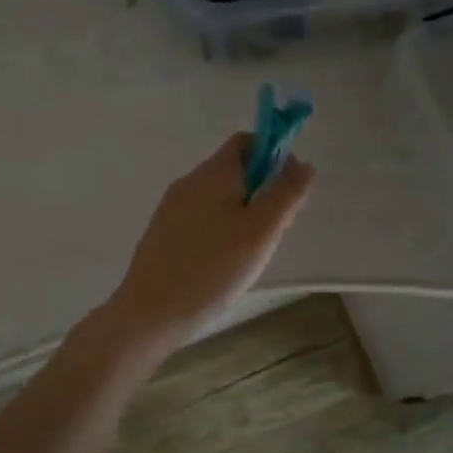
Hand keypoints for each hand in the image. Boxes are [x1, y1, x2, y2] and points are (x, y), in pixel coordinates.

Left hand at [106, 134, 315, 347]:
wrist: (151, 312)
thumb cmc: (213, 268)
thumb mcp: (261, 231)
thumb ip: (285, 193)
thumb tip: (301, 163)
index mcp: (213, 173)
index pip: (246, 141)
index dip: (273, 156)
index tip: (286, 192)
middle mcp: (189, 182)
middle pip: (235, 171)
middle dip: (261, 193)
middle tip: (271, 233)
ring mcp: (172, 207)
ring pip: (219, 197)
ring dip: (243, 215)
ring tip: (248, 255)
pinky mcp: (164, 232)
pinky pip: (202, 218)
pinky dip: (220, 231)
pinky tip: (223, 265)